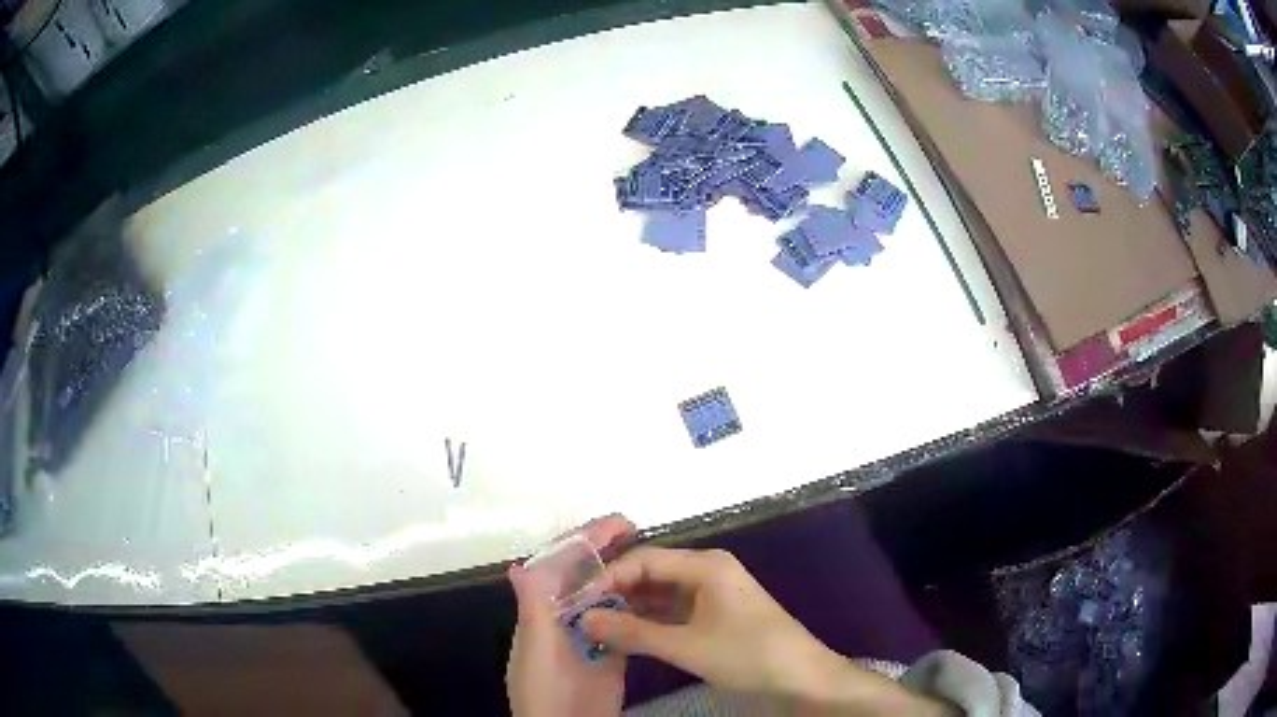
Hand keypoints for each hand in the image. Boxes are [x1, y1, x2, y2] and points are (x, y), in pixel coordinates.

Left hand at [506, 515, 635, 716]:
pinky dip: (639, 607)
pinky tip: (660, 593)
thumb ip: (532, 609)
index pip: (560, 567)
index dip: (585, 542)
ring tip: (655, 555)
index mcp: (542, 611)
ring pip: (609, 598)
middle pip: (587, 577)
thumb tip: (518, 565)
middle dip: (609, 552)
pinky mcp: (613, 653)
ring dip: (627, 576)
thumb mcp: (535, 648)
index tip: (616, 523)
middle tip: (640, 531)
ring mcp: (591, 635)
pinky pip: (626, 624)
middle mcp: (566, 618)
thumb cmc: (544, 687)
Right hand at [580, 546, 842, 696]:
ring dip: (632, 609)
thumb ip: (633, 632)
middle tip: (581, 614)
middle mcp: (708, 570)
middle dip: (617, 593)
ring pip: (661, 593)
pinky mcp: (717, 614)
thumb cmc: (747, 653)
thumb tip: (584, 618)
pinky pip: (674, 610)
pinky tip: (627, 636)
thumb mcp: (686, 646)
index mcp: (706, 565)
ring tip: (596, 627)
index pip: (643, 559)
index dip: (608, 577)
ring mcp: (713, 593)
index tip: (577, 601)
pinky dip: (650, 622)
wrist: (801, 677)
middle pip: (652, 573)